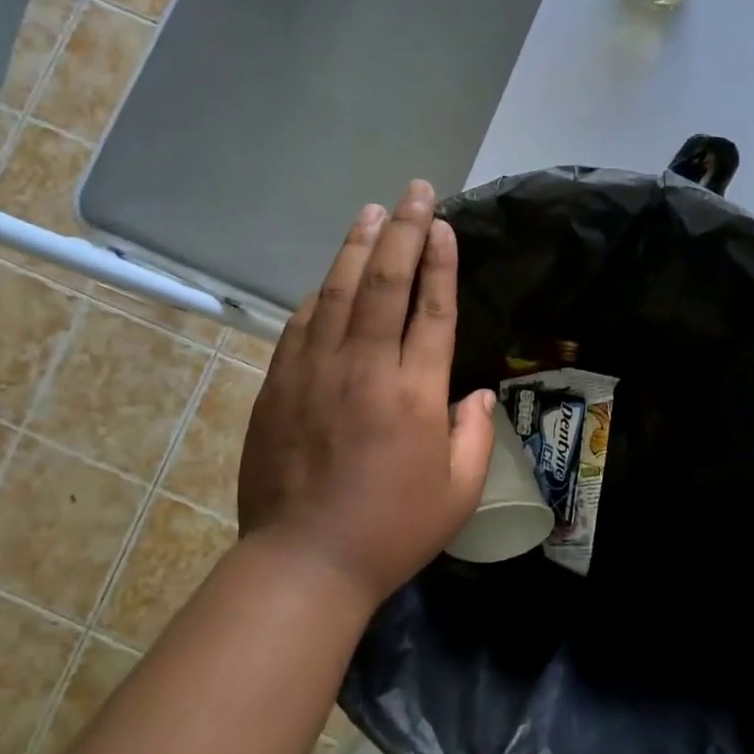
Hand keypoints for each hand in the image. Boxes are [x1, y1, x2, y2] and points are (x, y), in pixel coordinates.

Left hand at [238, 181, 496, 609]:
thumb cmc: (391, 531)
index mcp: (414, 393)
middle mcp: (364, 368)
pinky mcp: (280, 384)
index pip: (431, 308)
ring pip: (338, 291)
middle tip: (415, 191)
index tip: (444, 224)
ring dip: (358, 246)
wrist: (303, 562)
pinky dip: (319, 293)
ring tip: (373, 212)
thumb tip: (473, 393)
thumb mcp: (458, 493)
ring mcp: (315, 371)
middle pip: (385, 283)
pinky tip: (330, 276)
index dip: (440, 260)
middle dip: (404, 231)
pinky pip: (301, 323)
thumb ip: (474, 435)